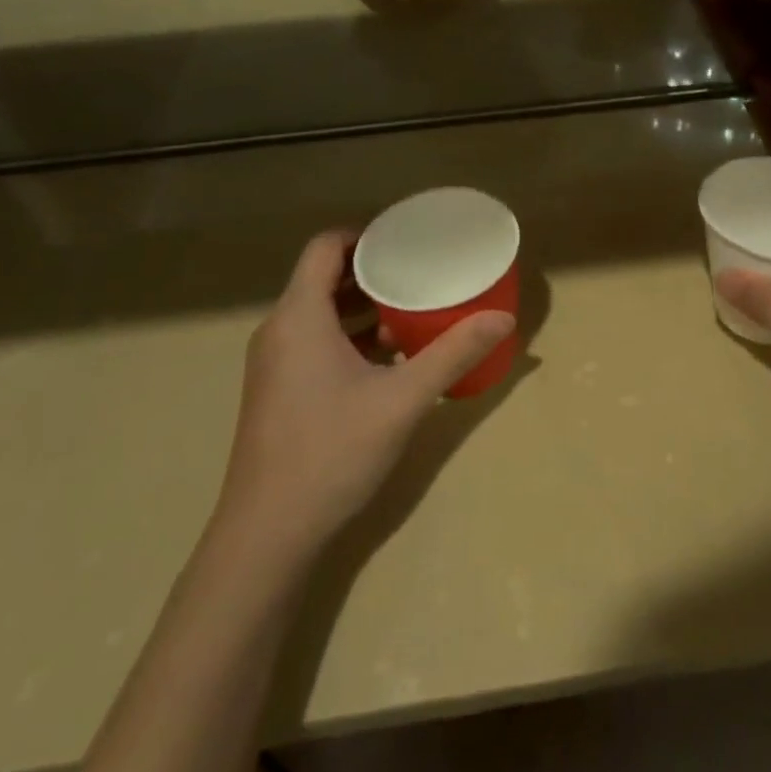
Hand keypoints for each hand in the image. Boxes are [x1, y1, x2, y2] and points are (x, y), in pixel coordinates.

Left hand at [218, 231, 514, 558]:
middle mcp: (279, 330)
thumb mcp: (402, 399)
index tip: (405, 240)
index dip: (364, 235)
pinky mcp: (276, 392)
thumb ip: (453, 354)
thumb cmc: (331, 452)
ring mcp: (273, 364)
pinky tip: (388, 360)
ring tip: (412, 310)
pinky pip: (313, 344)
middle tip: (419, 271)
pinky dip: (348, 338)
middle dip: (372, 271)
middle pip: (323, 278)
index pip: (325, 247)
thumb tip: (503, 319)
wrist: (267, 536)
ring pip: (319, 314)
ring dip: (362, 308)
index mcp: (299, 316)